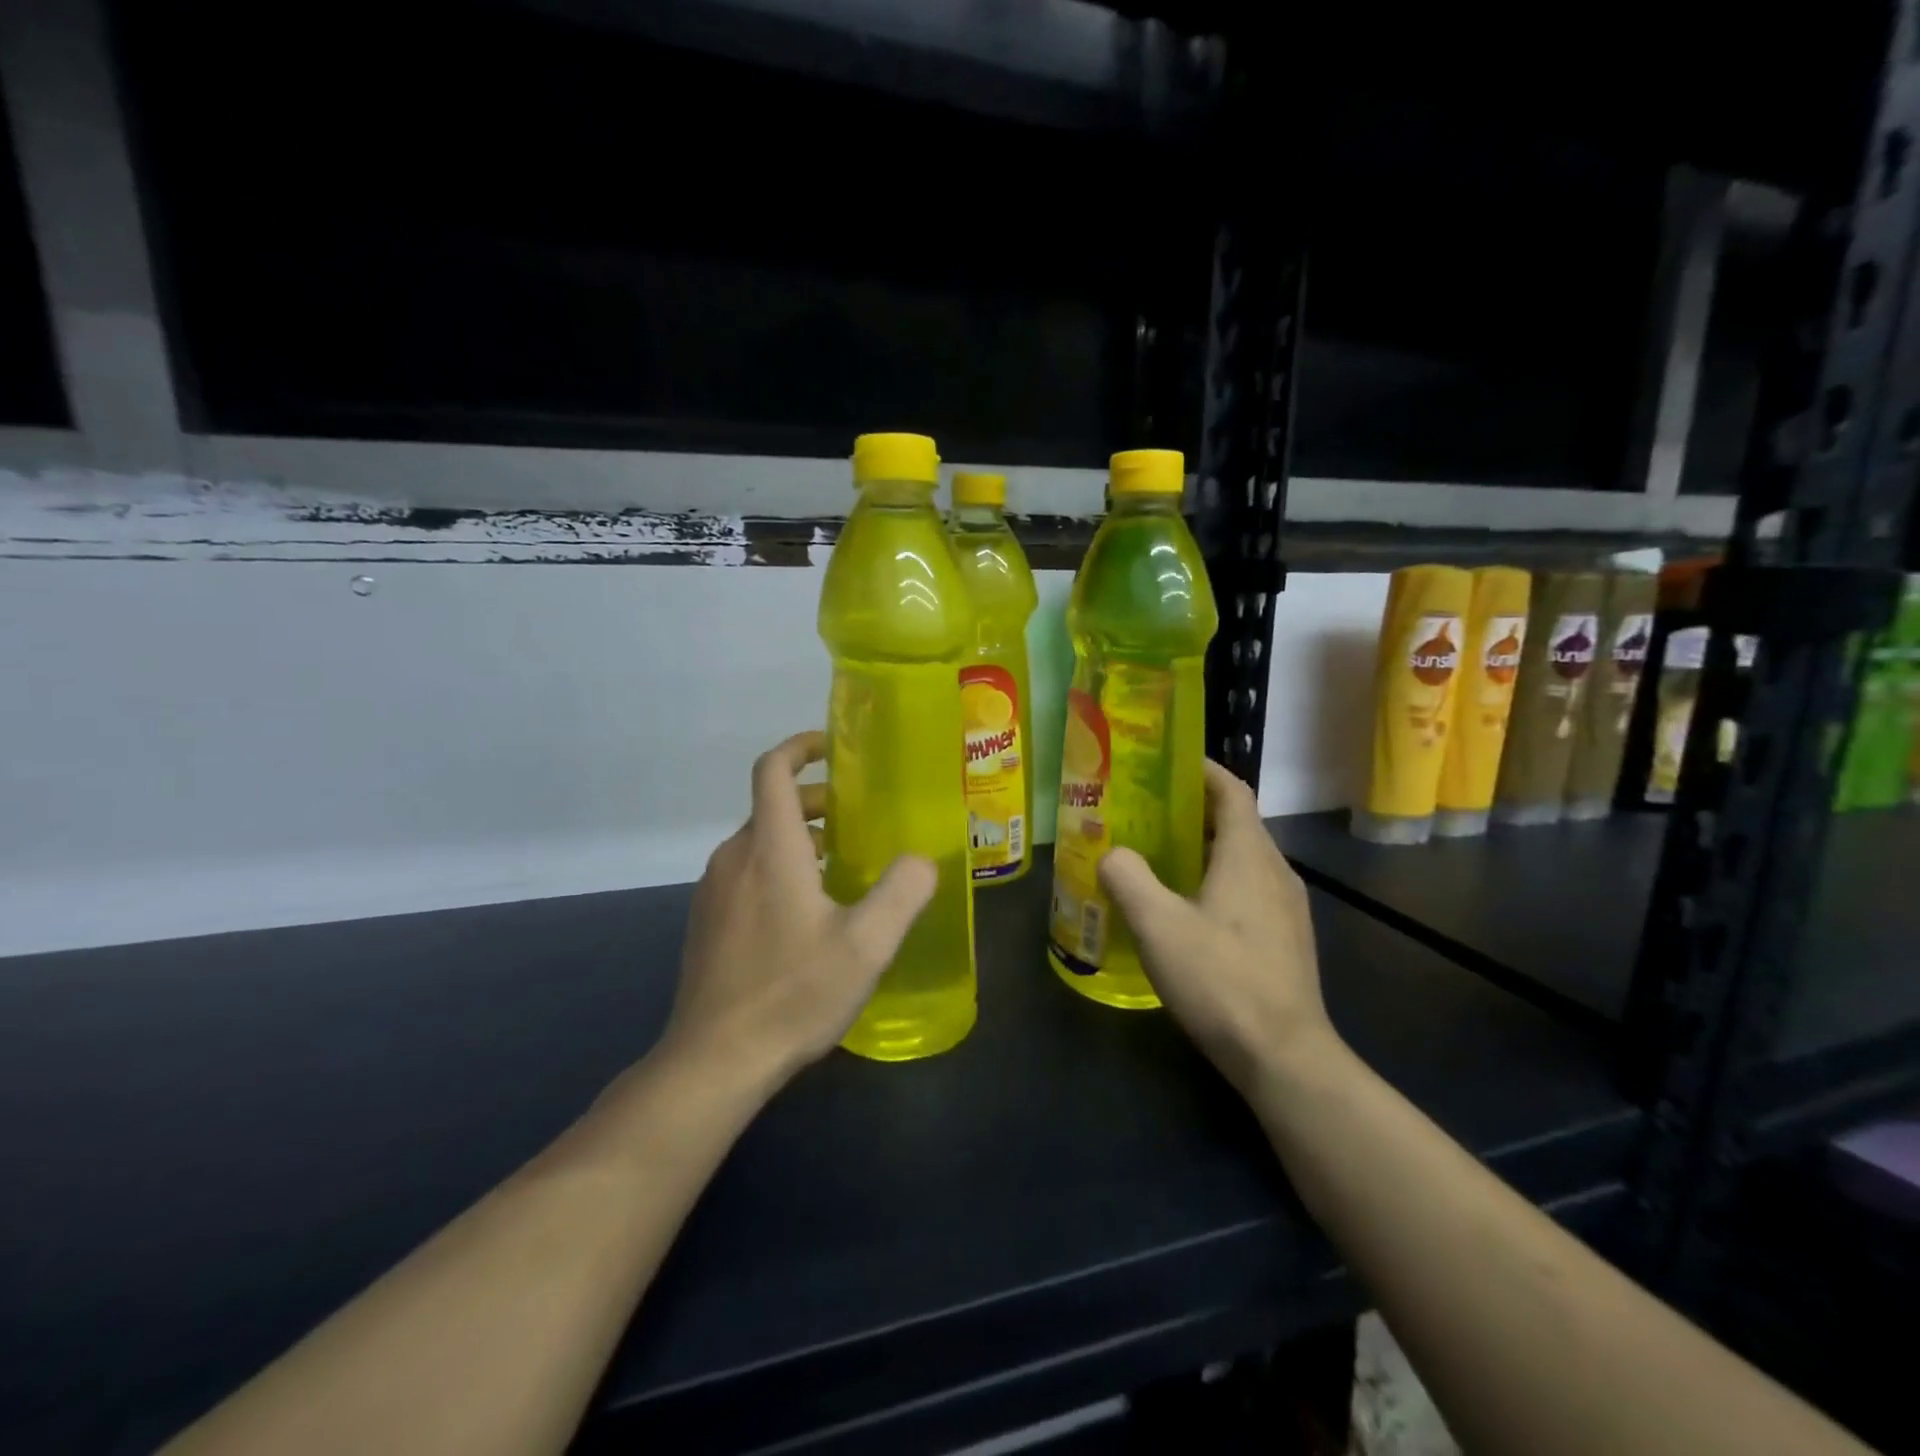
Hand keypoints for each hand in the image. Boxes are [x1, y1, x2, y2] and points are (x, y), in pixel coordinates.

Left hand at [663, 731, 936, 1090]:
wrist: (714, 1060)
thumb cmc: (793, 993)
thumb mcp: (866, 944)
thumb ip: (902, 892)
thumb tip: (921, 860)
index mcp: (770, 848)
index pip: (772, 770)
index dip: (799, 748)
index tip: (831, 747)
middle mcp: (734, 857)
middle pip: (770, 806)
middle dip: (813, 802)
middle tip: (856, 820)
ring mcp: (713, 891)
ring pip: (758, 842)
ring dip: (797, 838)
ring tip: (840, 866)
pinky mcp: (706, 922)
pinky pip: (745, 874)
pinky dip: (777, 868)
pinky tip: (806, 914)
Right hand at [1098, 761, 1334, 1095]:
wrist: (1283, 1056)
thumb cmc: (1221, 979)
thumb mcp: (1157, 925)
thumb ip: (1128, 877)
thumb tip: (1112, 853)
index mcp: (1249, 855)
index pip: (1232, 790)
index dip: (1203, 770)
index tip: (1168, 762)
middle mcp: (1275, 871)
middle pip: (1236, 823)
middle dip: (1193, 811)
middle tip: (1146, 813)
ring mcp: (1287, 908)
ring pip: (1243, 860)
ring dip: (1204, 849)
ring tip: (1158, 858)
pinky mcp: (1286, 939)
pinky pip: (1249, 890)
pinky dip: (1217, 881)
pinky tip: (1186, 911)